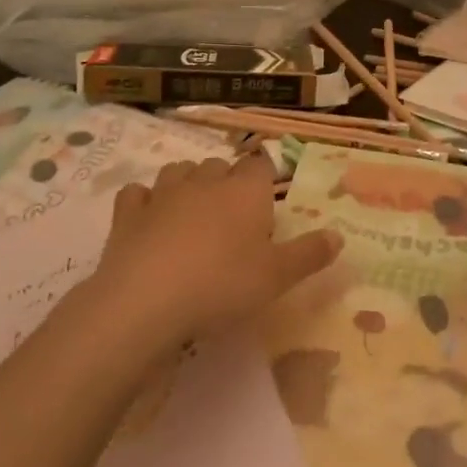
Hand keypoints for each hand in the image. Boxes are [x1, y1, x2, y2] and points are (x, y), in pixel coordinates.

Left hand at [86, 154, 340, 348]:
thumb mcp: (278, 276)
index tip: (266, 197)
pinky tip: (148, 218)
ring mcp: (162, 194)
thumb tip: (339, 235)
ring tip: (193, 211)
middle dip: (226, 181)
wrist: (147, 301)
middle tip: (233, 216)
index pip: (260, 165)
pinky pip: (136, 194)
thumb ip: (309, 254)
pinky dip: (143, 201)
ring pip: (178, 171)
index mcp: (245, 191)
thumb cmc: (223, 284)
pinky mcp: (127, 214)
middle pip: (219, 166)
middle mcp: (205, 182)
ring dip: (187, 183)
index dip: (264, 178)